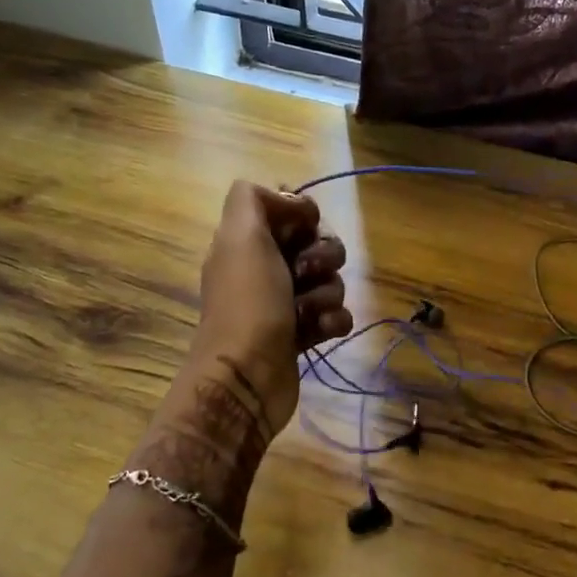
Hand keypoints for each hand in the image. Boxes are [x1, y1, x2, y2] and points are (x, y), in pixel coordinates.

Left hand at [188, 181, 350, 432]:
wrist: (247, 377)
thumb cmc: (248, 302)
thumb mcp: (241, 236)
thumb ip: (253, 199)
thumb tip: (288, 199)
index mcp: (247, 242)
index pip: (289, 212)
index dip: (305, 215)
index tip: (306, 226)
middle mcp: (264, 269)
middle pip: (317, 245)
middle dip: (324, 256)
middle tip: (307, 272)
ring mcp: (283, 304)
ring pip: (329, 281)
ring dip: (327, 293)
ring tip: (309, 311)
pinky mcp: (301, 336)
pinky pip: (335, 315)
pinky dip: (333, 321)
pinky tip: (322, 330)